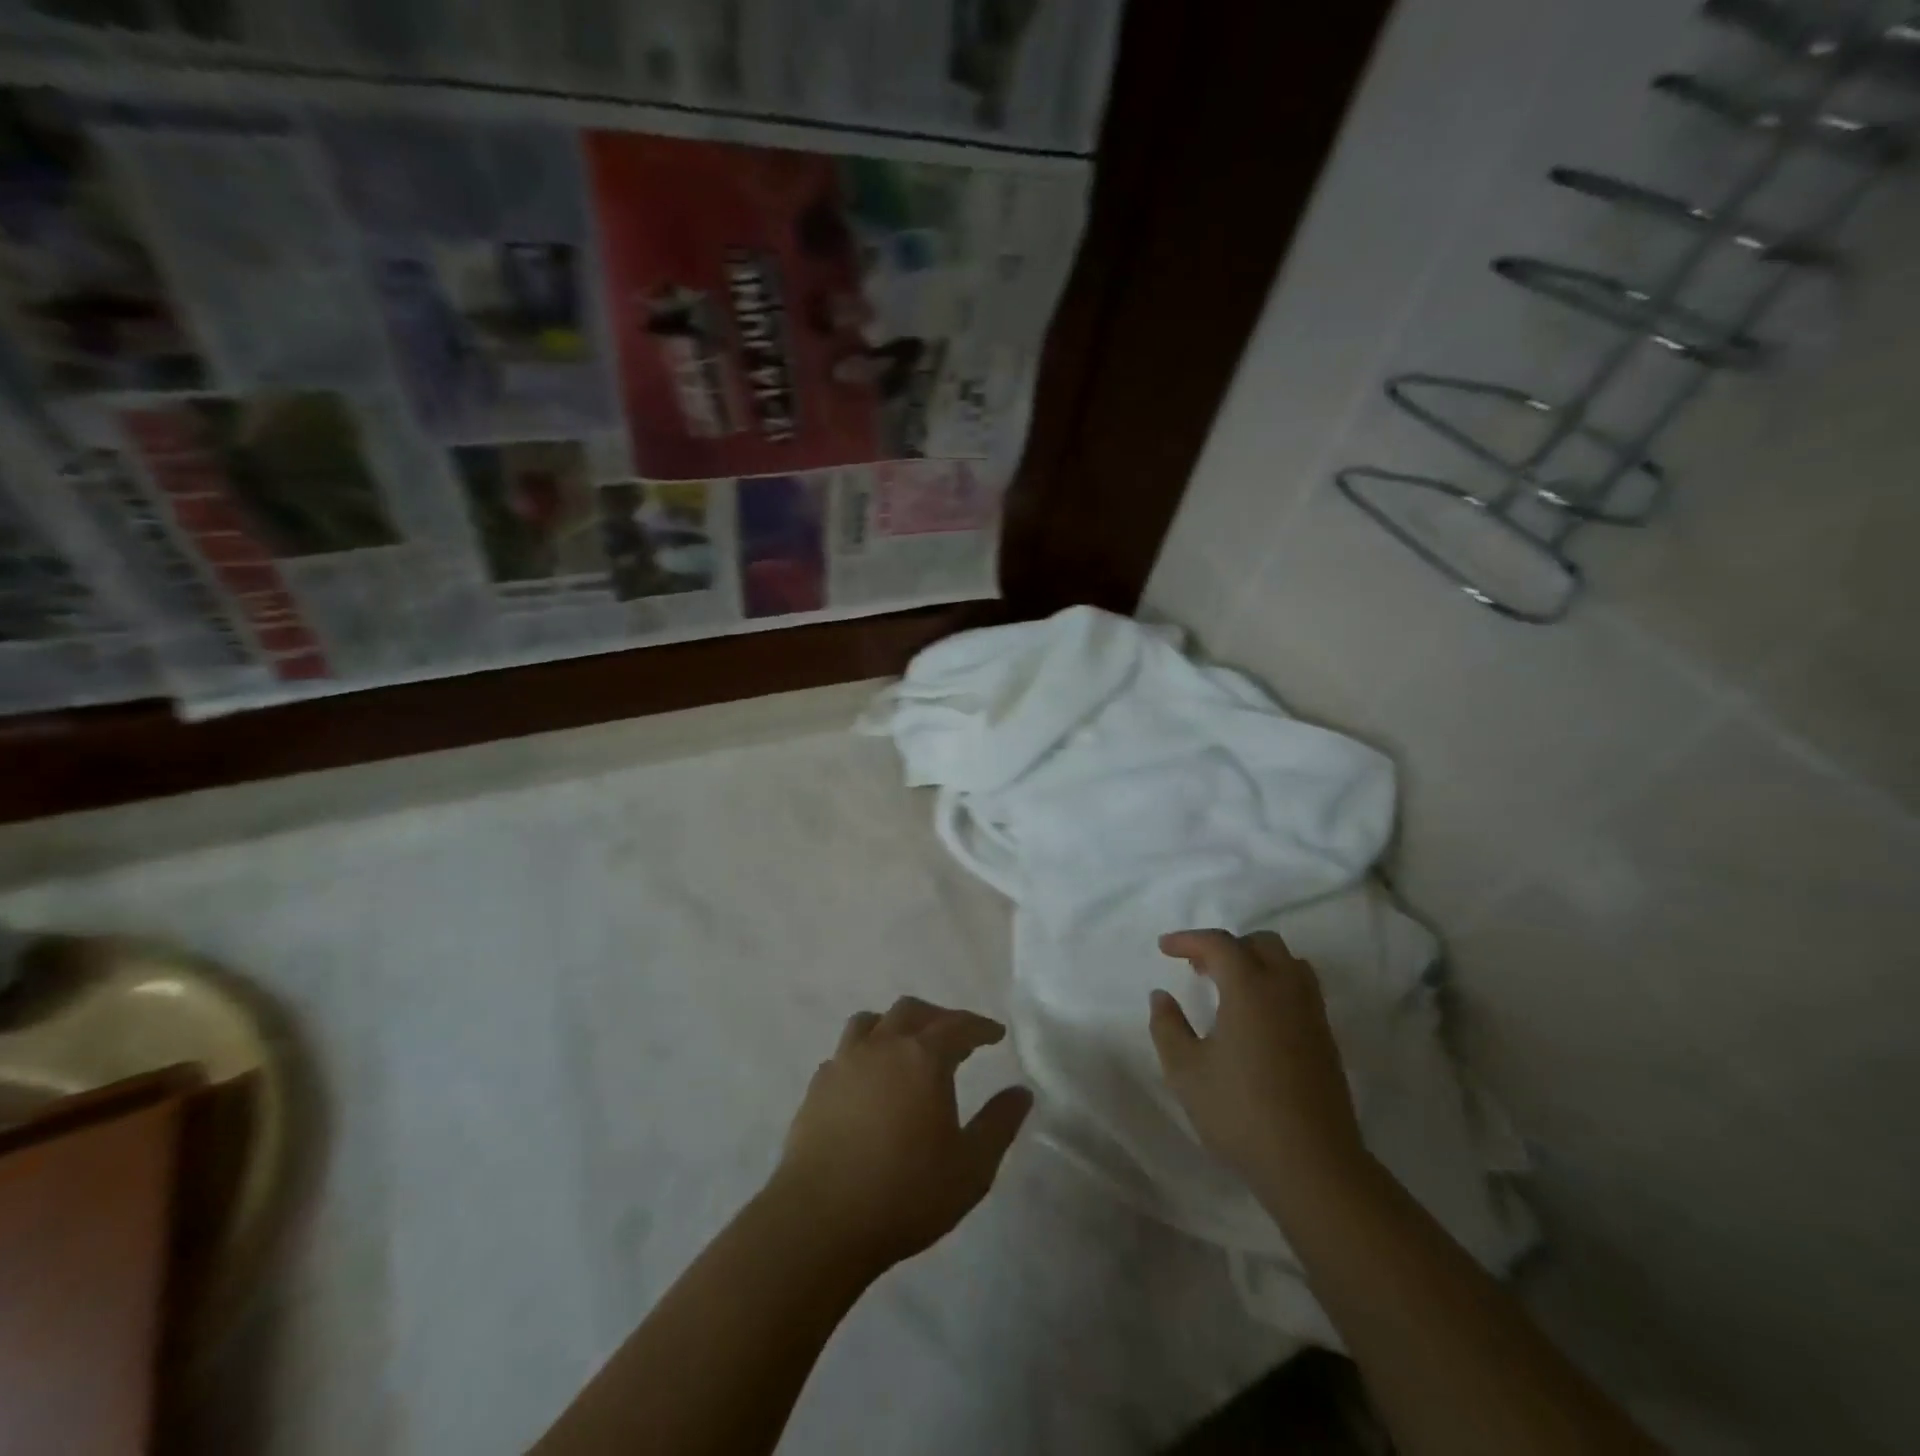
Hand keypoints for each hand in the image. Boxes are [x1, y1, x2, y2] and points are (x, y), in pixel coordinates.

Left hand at [768, 996, 1032, 1274]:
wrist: (819, 1222)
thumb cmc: (905, 1193)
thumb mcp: (971, 1167)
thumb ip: (999, 1124)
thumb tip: (1021, 1092)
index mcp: (923, 1057)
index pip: (958, 1025)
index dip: (980, 1027)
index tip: (995, 1034)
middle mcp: (882, 1046)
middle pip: (911, 1011)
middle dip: (938, 1018)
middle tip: (955, 1037)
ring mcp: (844, 1063)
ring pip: (871, 1022)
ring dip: (895, 1026)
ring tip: (906, 1047)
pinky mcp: (817, 1087)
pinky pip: (845, 1053)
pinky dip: (864, 1054)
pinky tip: (869, 1082)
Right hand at [1148, 929, 1367, 1201]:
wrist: (1313, 1165)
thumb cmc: (1240, 1113)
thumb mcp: (1186, 1071)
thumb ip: (1168, 1027)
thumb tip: (1161, 997)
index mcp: (1250, 988)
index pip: (1220, 944)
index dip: (1189, 939)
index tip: (1164, 948)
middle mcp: (1286, 989)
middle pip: (1261, 943)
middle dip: (1226, 946)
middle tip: (1198, 967)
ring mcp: (1312, 1014)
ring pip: (1288, 962)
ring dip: (1255, 961)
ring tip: (1229, 987)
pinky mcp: (1326, 1039)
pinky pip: (1301, 988)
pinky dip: (1275, 983)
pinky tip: (1256, 1017)